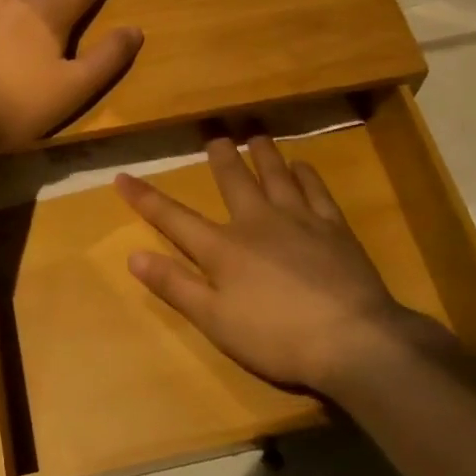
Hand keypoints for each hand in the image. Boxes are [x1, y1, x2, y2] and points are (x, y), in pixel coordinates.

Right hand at [115, 134, 461, 395]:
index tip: (123, 176)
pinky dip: (307, 174)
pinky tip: (302, 165)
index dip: (146, 198)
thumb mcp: (215, 321)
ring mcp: (299, 220)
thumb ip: (175, 286)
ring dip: (264, 154)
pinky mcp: (334, 227)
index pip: (174, 218)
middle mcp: (257, 222)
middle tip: (215, 136)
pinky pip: (316, 190)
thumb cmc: (276, 337)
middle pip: (233, 181)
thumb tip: (134, 255)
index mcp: (223, 248)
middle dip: (220, 158)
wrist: (352, 339)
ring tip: (256, 135)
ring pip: (276, 174)